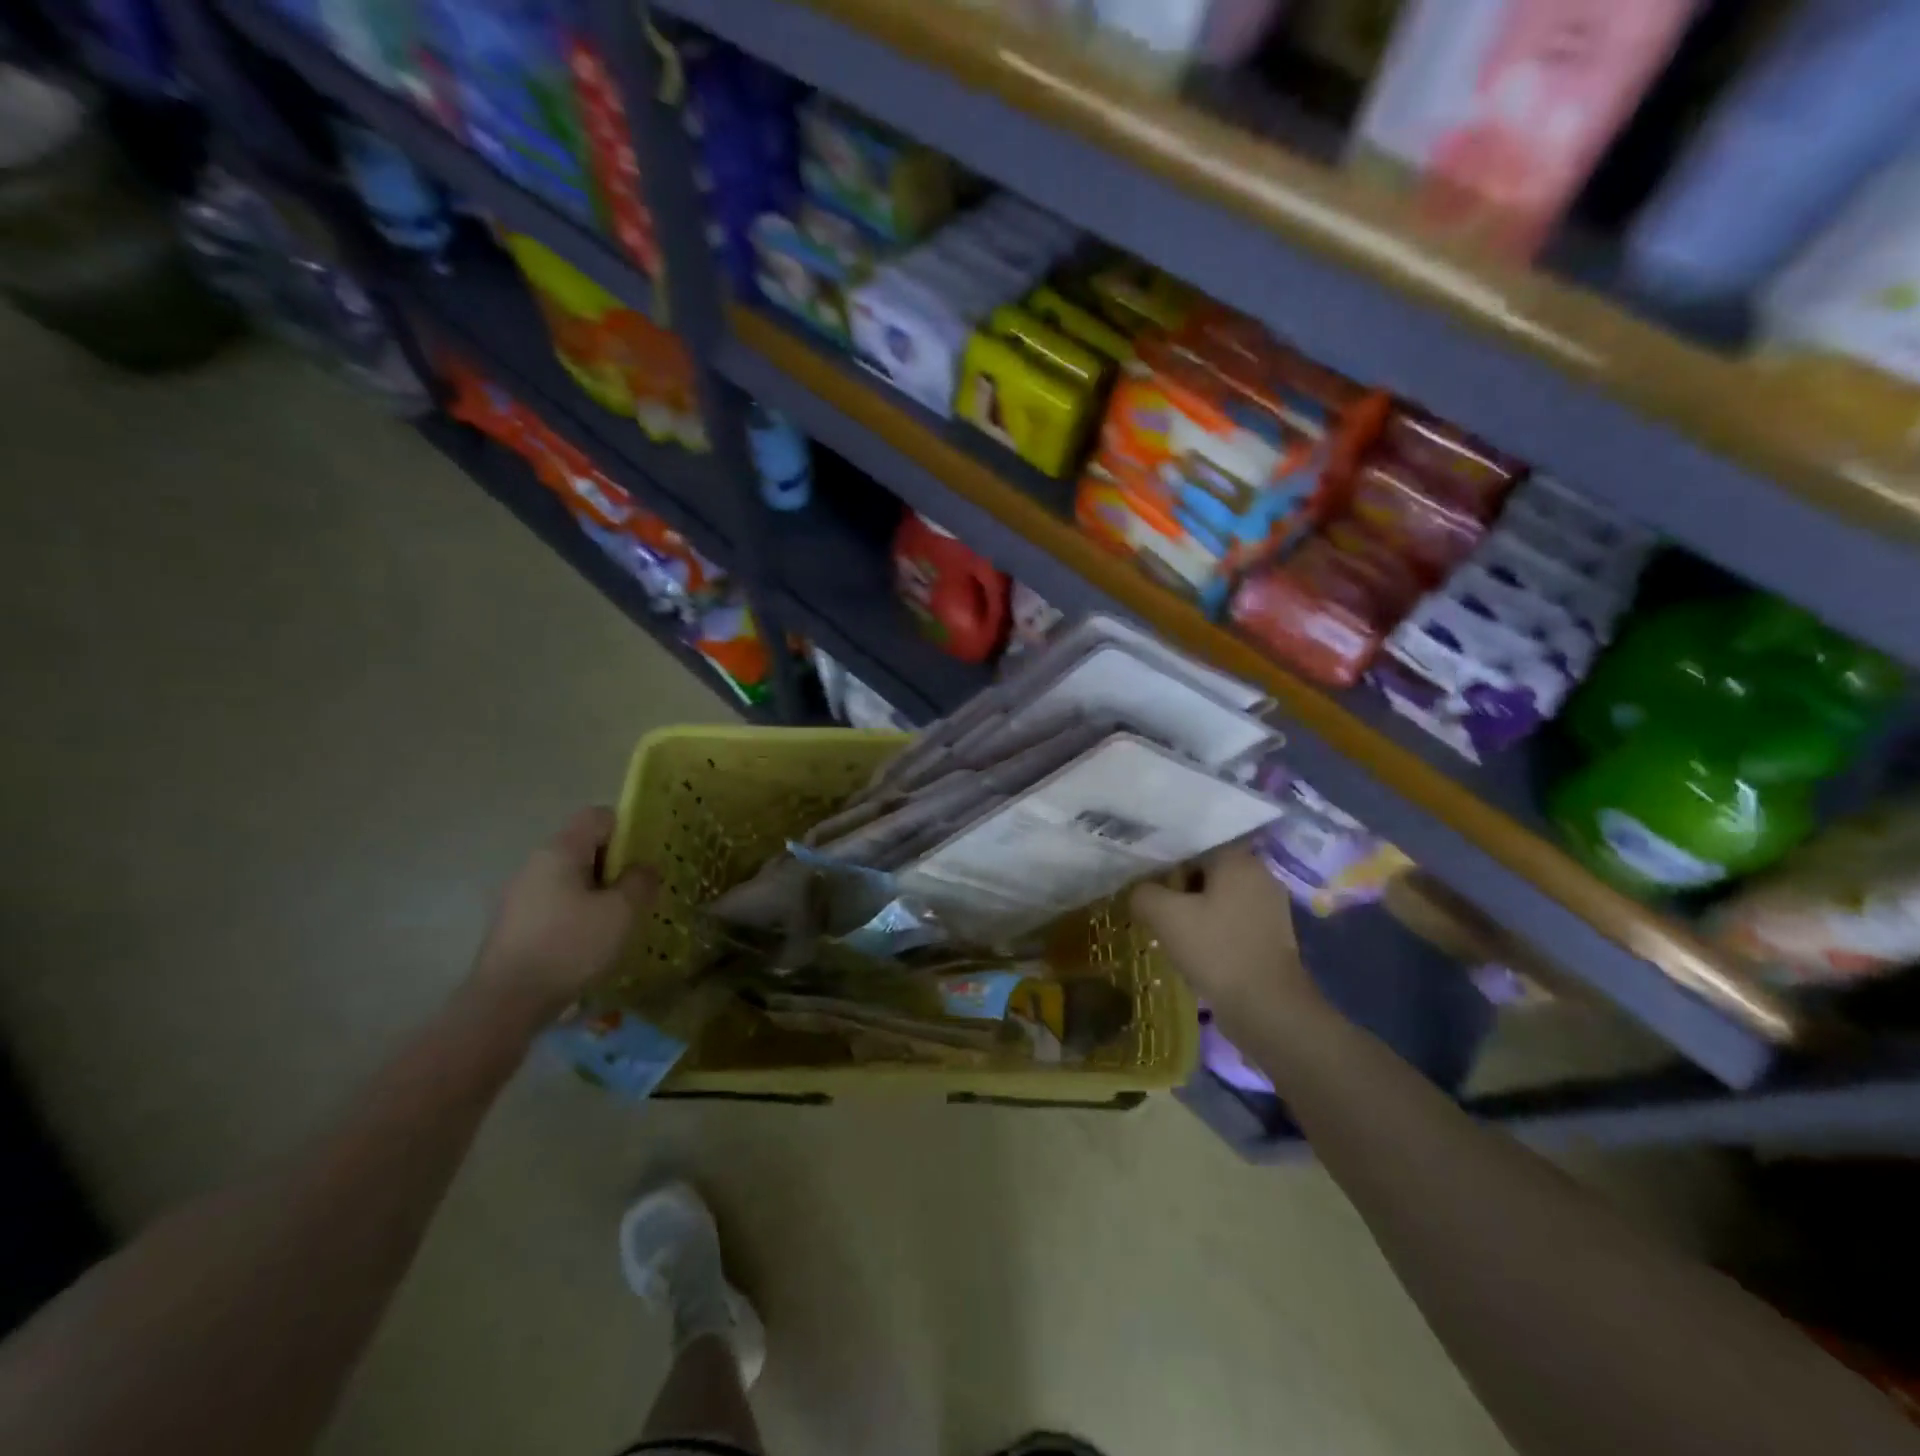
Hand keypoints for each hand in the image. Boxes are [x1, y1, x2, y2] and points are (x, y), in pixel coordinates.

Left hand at [467, 807, 657, 1031]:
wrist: (506, 1004)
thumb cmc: (570, 947)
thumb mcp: (621, 913)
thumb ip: (640, 882)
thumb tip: (644, 868)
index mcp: (560, 851)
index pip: (598, 816)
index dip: (628, 829)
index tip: (645, 859)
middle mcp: (535, 864)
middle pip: (584, 847)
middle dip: (615, 866)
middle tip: (639, 893)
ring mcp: (520, 895)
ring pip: (570, 879)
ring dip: (598, 893)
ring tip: (618, 922)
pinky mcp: (514, 925)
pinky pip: (556, 904)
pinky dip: (578, 914)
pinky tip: (590, 943)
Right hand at [1131, 848, 1320, 1024]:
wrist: (1267, 1007)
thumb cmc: (1217, 950)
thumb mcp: (1166, 916)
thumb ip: (1144, 893)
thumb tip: (1138, 892)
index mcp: (1239, 860)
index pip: (1193, 847)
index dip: (1165, 864)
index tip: (1146, 884)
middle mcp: (1260, 875)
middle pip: (1207, 871)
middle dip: (1179, 888)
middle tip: (1154, 907)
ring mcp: (1270, 907)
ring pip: (1219, 897)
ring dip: (1195, 910)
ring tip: (1171, 929)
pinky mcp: (1272, 935)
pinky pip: (1233, 920)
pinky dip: (1213, 928)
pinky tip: (1196, 948)